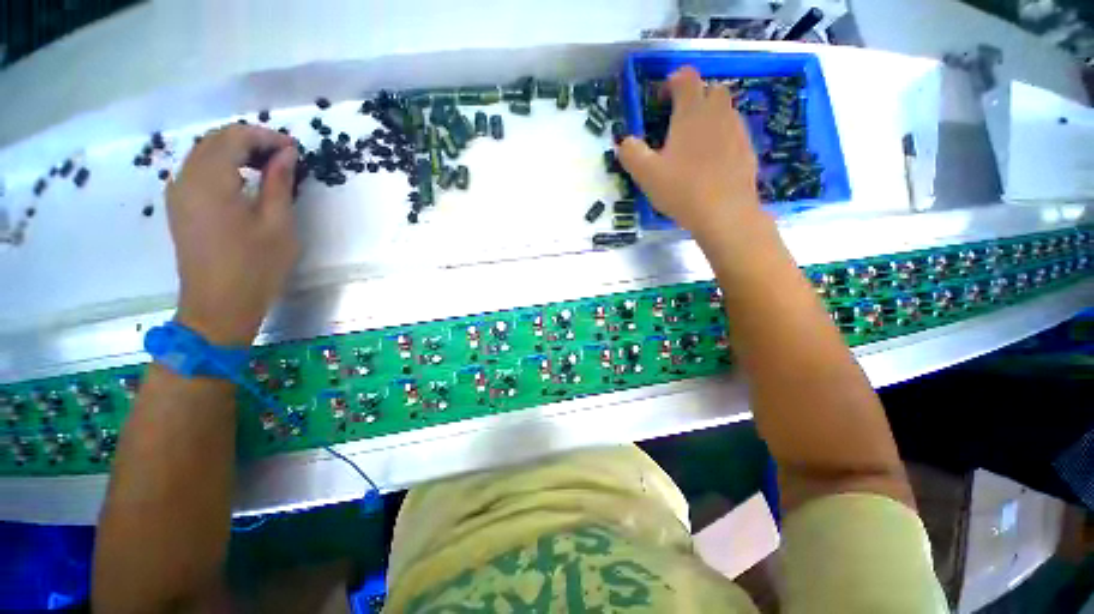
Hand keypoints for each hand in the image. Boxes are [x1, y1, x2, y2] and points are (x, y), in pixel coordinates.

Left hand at [167, 125, 298, 345]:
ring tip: (268, 166)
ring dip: (236, 151)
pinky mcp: (179, 207)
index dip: (266, 137)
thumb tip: (286, 154)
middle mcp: (186, 179)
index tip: (294, 149)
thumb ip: (279, 183)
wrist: (219, 306)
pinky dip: (222, 165)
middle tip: (284, 156)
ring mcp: (178, 193)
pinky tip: (244, 180)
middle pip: (215, 140)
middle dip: (250, 140)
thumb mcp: (277, 224)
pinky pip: (198, 171)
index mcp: (210, 182)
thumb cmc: (255, 267)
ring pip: (204, 153)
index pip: (234, 138)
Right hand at [618, 66, 761, 237]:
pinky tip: (710, 162)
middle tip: (678, 123)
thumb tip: (624, 142)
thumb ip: (631, 153)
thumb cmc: (682, 190)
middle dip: (695, 97)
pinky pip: (734, 133)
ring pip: (725, 111)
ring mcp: (737, 131)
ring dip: (709, 118)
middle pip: (711, 89)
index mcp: (692, 113)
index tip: (660, 101)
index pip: (686, 77)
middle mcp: (718, 114)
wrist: (725, 214)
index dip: (672, 82)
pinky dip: (721, 138)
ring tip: (693, 145)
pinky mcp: (748, 150)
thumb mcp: (646, 174)